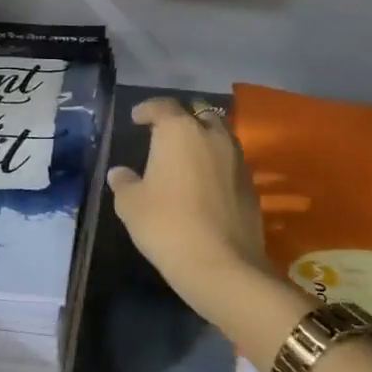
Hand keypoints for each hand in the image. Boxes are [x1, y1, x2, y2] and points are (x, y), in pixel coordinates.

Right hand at [108, 97, 269, 307]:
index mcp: (179, 131)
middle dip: (182, 120)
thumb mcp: (131, 205)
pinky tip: (204, 185)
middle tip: (165, 136)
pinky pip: (230, 163)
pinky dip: (217, 166)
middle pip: (198, 114)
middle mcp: (212, 136)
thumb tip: (119, 173)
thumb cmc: (167, 225)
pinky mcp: (252, 185)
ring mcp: (237, 159)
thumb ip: (124, 183)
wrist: (222, 265)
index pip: (163, 106)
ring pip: (219, 137)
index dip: (148, 109)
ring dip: (203, 142)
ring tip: (186, 159)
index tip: (137, 118)